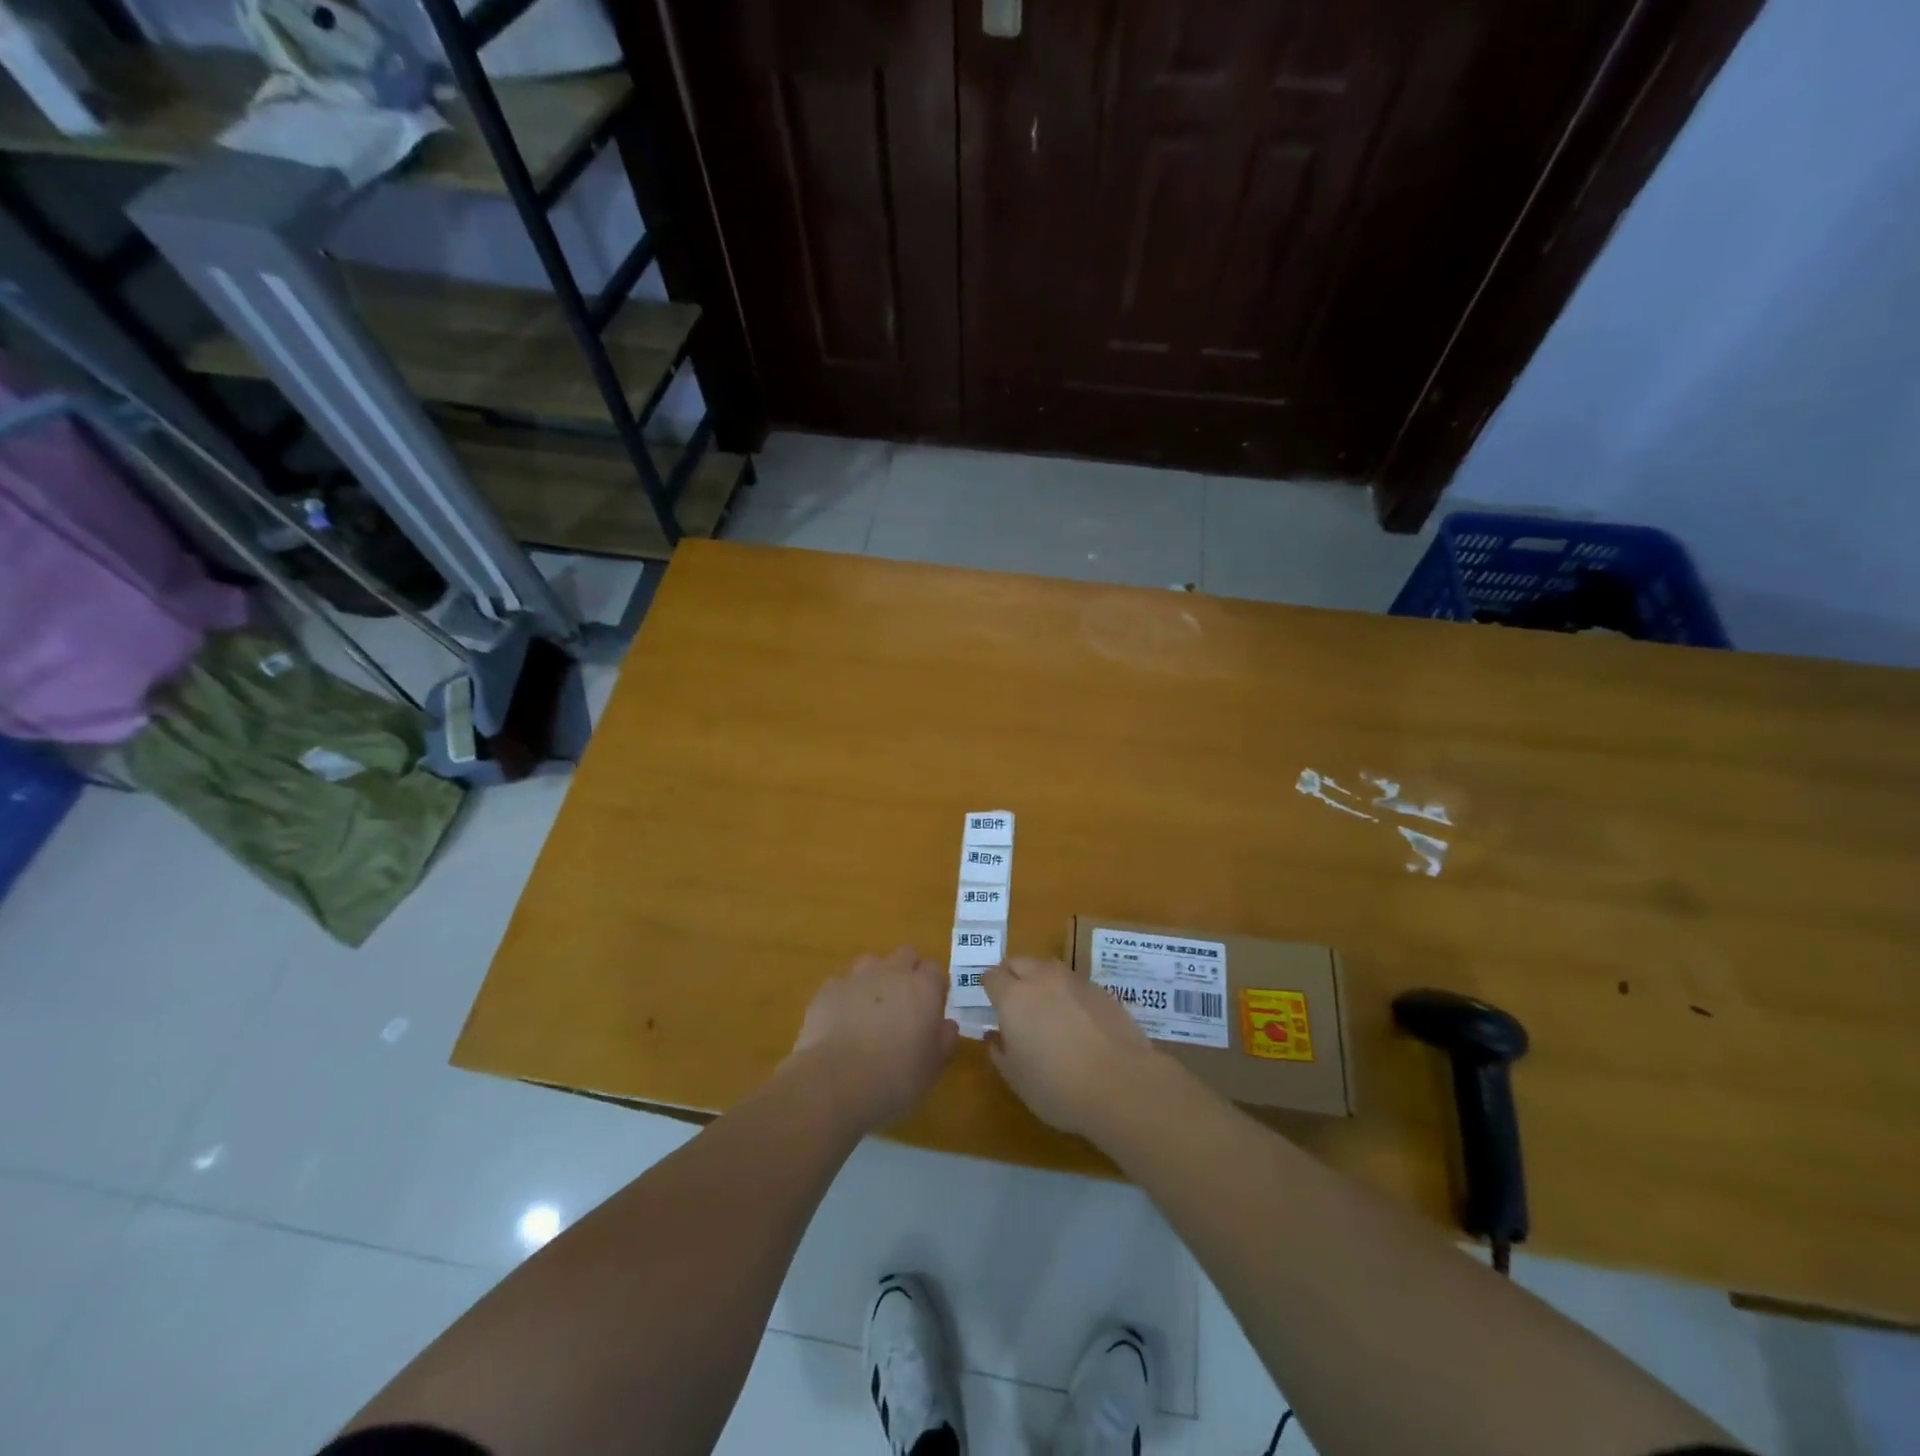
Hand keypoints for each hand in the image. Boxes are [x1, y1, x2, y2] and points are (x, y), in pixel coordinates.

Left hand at [787, 947, 958, 1131]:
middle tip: (903, 1005)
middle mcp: (892, 973)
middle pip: (905, 955)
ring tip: (870, 1010)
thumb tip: (947, 1025)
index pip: (935, 970)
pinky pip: (843, 983)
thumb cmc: (895, 1077)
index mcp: (923, 988)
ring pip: (871, 963)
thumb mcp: (932, 1067)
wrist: (837, 1081)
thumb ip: (944, 1040)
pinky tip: (841, 1022)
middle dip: (907, 972)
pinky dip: (846, 996)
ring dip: (875, 979)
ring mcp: (858, 977)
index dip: (934, 988)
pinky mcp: (829, 988)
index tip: (931, 1009)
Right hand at [982, 957, 1159, 1135]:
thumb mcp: (1016, 1078)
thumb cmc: (1057, 1087)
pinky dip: (1069, 994)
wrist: (1121, 1084)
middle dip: (1013, 975)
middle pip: (1019, 962)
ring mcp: (1075, 981)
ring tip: (1047, 1009)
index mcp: (1013, 997)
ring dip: (1042, 981)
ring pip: (1049, 968)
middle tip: (1015, 1003)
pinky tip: (1078, 1021)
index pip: (992, 976)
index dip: (989, 987)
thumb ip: (1000, 1052)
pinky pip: (1076, 984)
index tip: (991, 1003)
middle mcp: (1042, 979)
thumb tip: (995, 1036)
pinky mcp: (1102, 991)